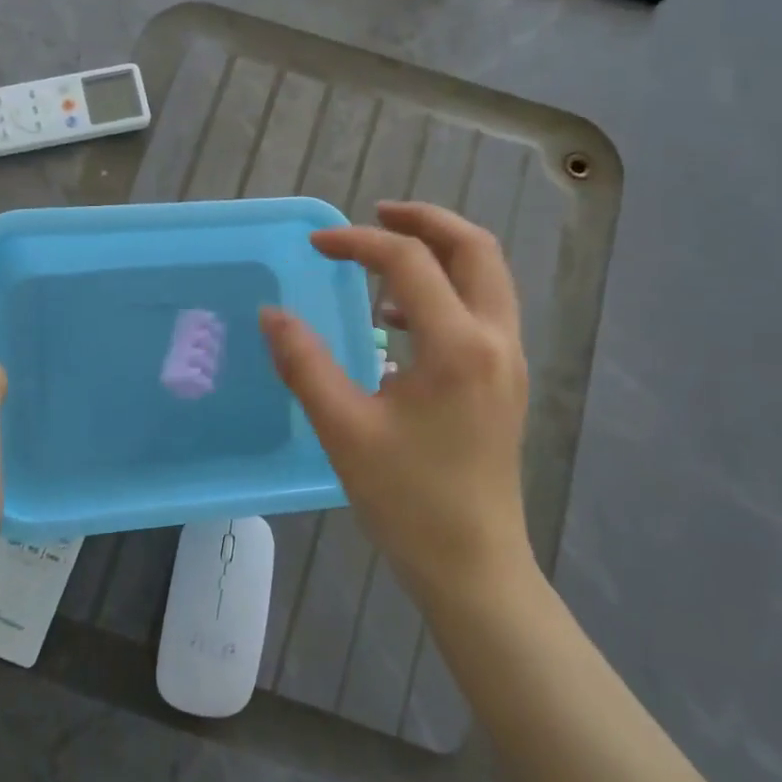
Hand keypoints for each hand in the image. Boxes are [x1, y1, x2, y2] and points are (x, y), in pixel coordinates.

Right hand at [259, 202, 533, 609]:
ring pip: (487, 277)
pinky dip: (445, 291)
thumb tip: (273, 314)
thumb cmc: (408, 501)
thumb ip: (304, 363)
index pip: (409, 262)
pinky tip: (397, 322)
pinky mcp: (504, 382)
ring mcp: (507, 361)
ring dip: (439, 253)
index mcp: (458, 345)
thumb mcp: (344, 429)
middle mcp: (495, 340)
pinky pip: (481, 310)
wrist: (473, 567)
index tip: (315, 247)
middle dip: (425, 220)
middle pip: (475, 248)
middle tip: (375, 214)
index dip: (358, 242)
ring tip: (383, 261)